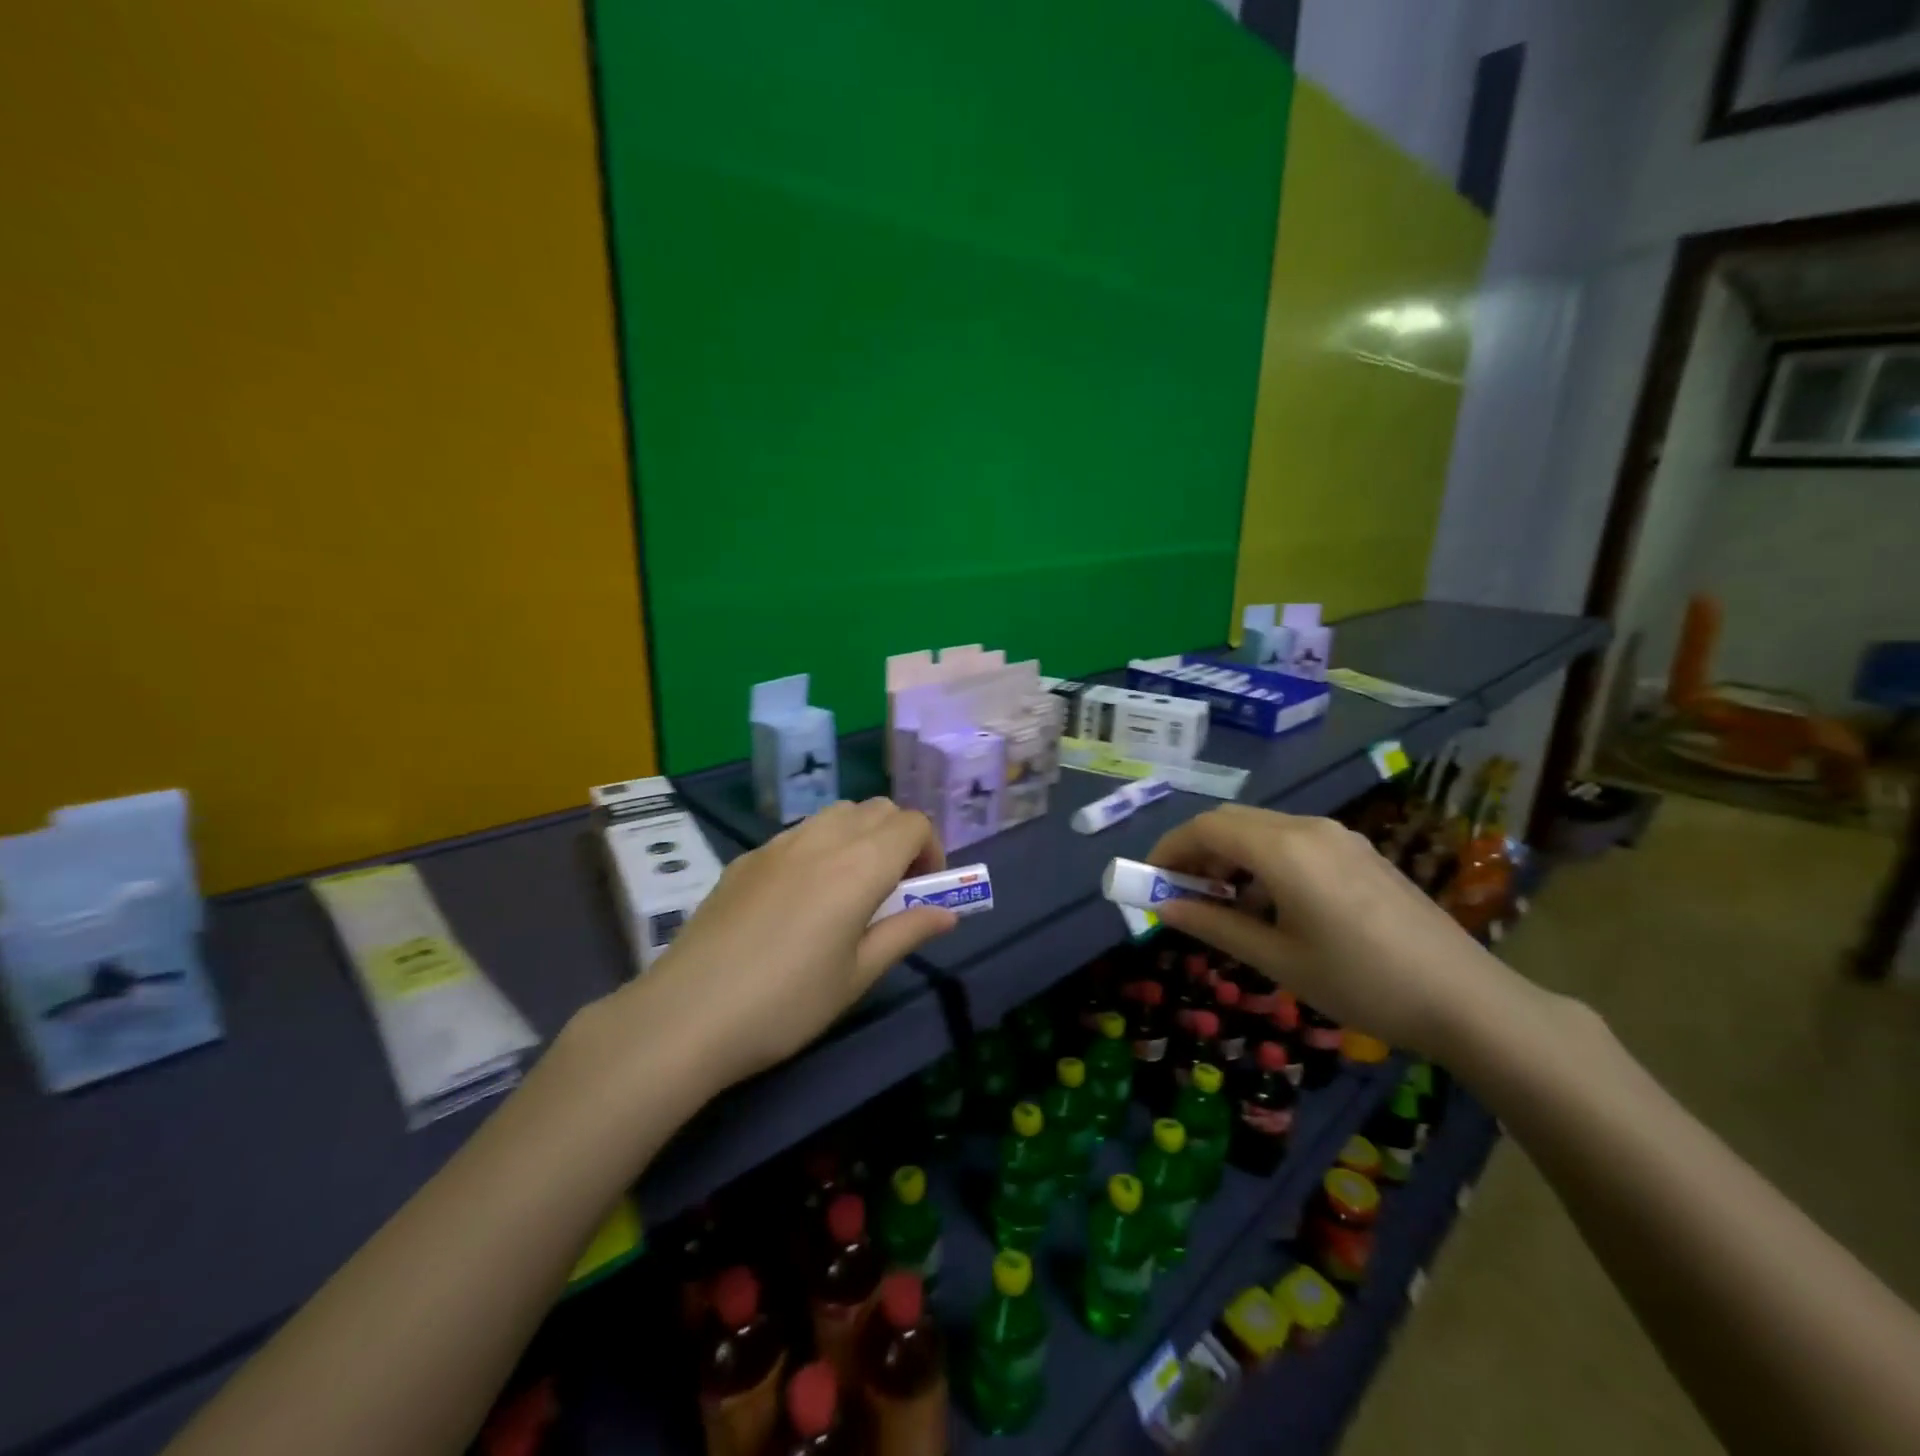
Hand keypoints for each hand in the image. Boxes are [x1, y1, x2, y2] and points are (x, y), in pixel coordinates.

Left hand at [617, 799, 958, 1091]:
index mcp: (860, 865)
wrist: (687, 1015)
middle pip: (878, 809)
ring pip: (837, 813)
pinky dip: (821, 846)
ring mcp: (779, 844)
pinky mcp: (747, 858)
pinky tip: (801, 898)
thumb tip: (948, 913)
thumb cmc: (787, 1003)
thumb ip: (907, 933)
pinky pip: (799, 833)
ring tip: (849, 889)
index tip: (924, 891)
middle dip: (899, 838)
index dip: (931, 850)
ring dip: (860, 835)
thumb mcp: (858, 975)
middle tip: (893, 890)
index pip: (913, 823)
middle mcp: (823, 839)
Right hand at [1146, 805, 1524, 1057]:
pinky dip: (1262, 860)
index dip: (1169, 849)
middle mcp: (1308, 828)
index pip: (1206, 828)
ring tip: (1220, 903)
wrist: (1466, 999)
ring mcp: (1338, 836)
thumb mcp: (1278, 959)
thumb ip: (1215, 925)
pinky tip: (1269, 903)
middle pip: (1231, 821)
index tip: (1149, 881)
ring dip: (1229, 855)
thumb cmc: (1361, 982)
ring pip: (1261, 829)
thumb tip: (1165, 908)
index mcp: (1284, 850)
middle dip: (1196, 851)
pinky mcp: (1358, 851)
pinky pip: (1292, 841)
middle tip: (1178, 892)